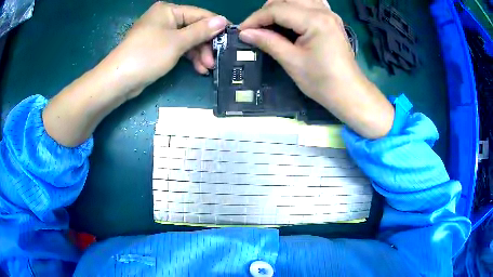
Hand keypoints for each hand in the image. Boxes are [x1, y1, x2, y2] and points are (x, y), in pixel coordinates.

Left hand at [97, 2, 227, 98]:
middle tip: (214, 61)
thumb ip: (201, 31)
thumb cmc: (147, 55)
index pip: (199, 14)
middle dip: (205, 45)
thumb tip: (223, 20)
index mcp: (168, 10)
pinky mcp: (157, 48)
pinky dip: (187, 58)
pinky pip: (177, 49)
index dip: (216, 26)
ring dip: (198, 54)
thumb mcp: (177, 42)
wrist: (118, 80)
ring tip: (206, 69)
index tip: (231, 38)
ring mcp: (160, 34)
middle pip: (193, 28)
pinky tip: (197, 68)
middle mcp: (164, 19)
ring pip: (186, 40)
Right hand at [239, 0, 393, 138]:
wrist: (349, 92)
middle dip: (267, 11)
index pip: (277, 10)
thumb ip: (268, 42)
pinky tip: (291, 18)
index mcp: (315, 20)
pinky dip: (296, 7)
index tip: (242, 31)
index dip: (255, 18)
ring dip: (280, 6)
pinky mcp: (331, 19)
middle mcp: (323, 11)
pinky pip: (310, 3)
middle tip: (257, 28)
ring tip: (271, 22)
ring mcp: (329, 13)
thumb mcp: (292, 62)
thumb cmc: (322, 82)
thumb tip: (245, 33)